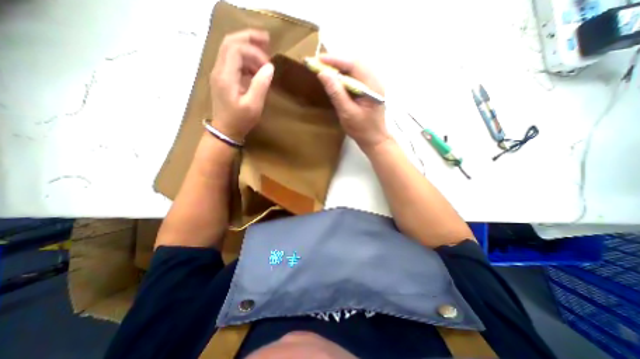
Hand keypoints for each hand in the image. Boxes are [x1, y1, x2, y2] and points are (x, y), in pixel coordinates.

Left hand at [208, 30, 272, 141]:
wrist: (225, 131)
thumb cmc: (240, 121)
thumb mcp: (254, 106)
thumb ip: (261, 85)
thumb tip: (270, 67)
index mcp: (225, 76)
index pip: (237, 49)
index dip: (254, 52)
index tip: (268, 66)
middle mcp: (219, 69)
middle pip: (230, 42)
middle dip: (249, 38)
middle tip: (267, 40)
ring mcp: (219, 73)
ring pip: (230, 49)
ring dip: (248, 48)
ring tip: (264, 56)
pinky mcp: (223, 78)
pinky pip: (233, 61)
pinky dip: (245, 60)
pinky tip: (256, 69)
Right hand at [316, 53, 389, 150]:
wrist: (374, 139)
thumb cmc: (361, 130)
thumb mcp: (347, 113)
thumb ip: (336, 93)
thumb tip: (323, 74)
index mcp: (372, 86)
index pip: (354, 64)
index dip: (335, 60)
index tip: (317, 60)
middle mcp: (375, 80)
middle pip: (355, 63)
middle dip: (336, 62)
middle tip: (318, 64)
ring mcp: (373, 84)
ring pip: (355, 68)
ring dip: (339, 67)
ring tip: (324, 69)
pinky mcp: (368, 89)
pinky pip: (355, 76)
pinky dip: (344, 75)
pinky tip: (335, 79)